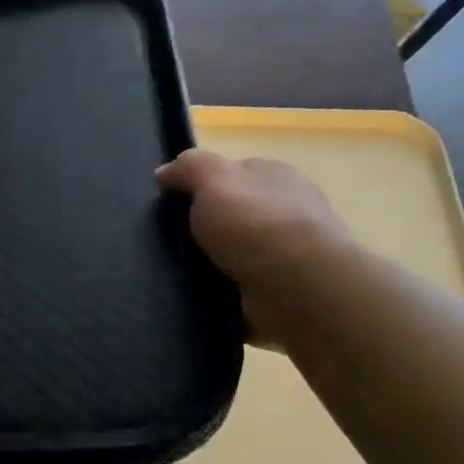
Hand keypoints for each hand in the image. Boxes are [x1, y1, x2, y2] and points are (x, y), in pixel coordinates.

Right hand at [156, 151, 353, 341]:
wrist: (299, 288)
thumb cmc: (255, 223)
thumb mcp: (212, 178)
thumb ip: (188, 168)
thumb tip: (164, 173)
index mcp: (274, 175)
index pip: (231, 172)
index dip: (200, 184)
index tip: (171, 202)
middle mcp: (284, 209)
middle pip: (231, 212)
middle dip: (203, 225)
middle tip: (169, 239)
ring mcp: (286, 251)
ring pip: (232, 251)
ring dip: (209, 261)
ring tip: (175, 271)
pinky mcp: (281, 289)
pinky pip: (238, 285)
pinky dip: (220, 290)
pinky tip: (199, 294)